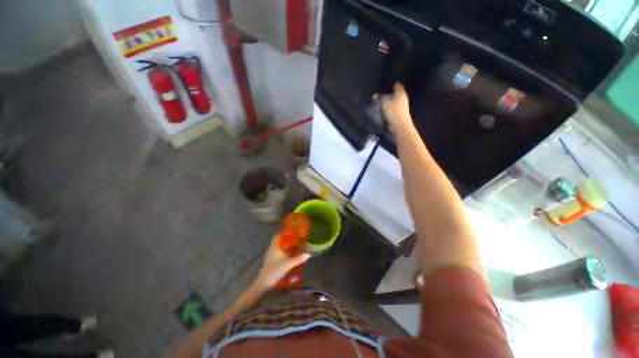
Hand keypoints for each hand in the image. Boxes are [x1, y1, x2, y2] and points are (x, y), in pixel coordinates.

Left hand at [252, 235, 310, 292]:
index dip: (285, 232)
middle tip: (297, 238)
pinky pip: (278, 252)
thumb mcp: (288, 264)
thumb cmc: (274, 271)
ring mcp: (271, 255)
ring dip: (286, 245)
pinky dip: (284, 251)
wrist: (263, 284)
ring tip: (295, 245)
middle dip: (287, 239)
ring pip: (279, 247)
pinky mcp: (271, 261)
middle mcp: (272, 249)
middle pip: (279, 241)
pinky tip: (290, 255)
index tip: (293, 231)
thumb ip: (298, 259)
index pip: (278, 236)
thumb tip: (308, 254)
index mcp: (275, 247)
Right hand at [379, 83, 412, 135]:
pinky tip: (381, 108)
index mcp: (401, 93)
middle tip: (378, 92)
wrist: (399, 125)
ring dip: (386, 101)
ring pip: (392, 101)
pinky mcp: (398, 113)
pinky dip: (387, 107)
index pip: (396, 84)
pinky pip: (391, 107)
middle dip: (387, 93)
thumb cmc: (394, 111)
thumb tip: (374, 95)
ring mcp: (401, 106)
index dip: (390, 83)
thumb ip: (379, 98)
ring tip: (378, 100)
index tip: (383, 83)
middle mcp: (402, 98)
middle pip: (394, 93)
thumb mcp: (384, 103)